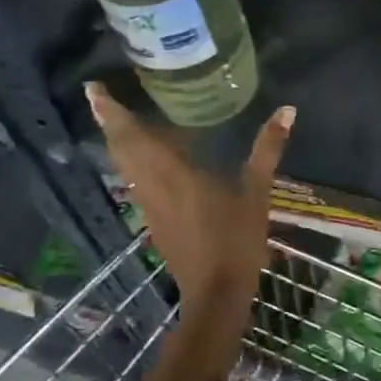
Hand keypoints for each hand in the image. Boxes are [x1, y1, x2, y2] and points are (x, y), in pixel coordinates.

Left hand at [86, 81, 295, 340]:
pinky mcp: (153, 220)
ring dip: (118, 140)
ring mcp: (149, 205)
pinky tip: (147, 155)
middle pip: (121, 148)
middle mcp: (152, 185)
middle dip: (108, 120)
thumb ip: (267, 149)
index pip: (133, 136)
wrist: (216, 293)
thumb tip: (287, 110)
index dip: (111, 112)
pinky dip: (132, 160)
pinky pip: (136, 180)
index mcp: (173, 173)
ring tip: (118, 116)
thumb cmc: (236, 240)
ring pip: (124, 165)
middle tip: (99, 93)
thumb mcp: (257, 191)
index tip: (92, 87)